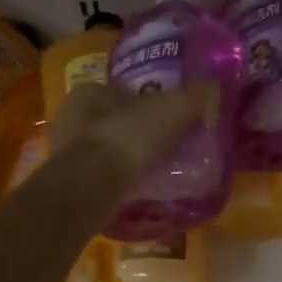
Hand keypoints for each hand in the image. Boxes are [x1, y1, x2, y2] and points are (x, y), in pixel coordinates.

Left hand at [48, 80, 217, 183]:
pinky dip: (121, 180)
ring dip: (131, 159)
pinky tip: (140, 190)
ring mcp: (67, 152)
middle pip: (117, 121)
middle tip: (170, 149)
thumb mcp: (173, 108)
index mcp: (90, 92)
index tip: (174, 122)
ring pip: (108, 150)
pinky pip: (102, 176)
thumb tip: (214, 92)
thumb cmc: (128, 137)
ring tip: (159, 172)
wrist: (92, 186)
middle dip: (141, 133)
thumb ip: (197, 96)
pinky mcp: (70, 183)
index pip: (126, 93)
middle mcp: (71, 118)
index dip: (152, 105)